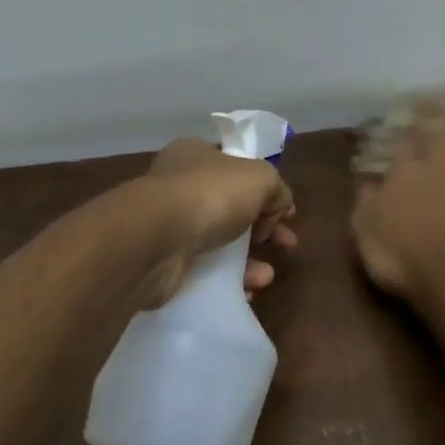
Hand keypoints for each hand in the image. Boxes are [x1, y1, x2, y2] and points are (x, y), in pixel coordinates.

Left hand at [137, 137, 297, 307]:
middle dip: (263, 228)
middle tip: (286, 245)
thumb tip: (280, 206)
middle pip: (231, 206)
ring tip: (266, 276)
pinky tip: (245, 289)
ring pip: (218, 241)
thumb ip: (277, 188)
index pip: (236, 168)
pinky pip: (203, 270)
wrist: (157, 240)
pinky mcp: (164, 260)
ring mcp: (168, 223)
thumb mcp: (260, 177)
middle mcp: (178, 185)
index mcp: (196, 154)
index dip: (265, 190)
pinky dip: (227, 280)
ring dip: (248, 259)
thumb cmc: (210, 195)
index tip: (286, 214)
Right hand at [352, 116, 444, 299]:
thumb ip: (365, 200)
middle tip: (439, 106)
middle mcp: (437, 167)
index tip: (404, 119)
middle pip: (440, 134)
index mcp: (403, 173)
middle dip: (438, 118)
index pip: (403, 143)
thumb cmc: (399, 258)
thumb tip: (365, 178)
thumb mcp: (364, 232)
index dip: (404, 130)